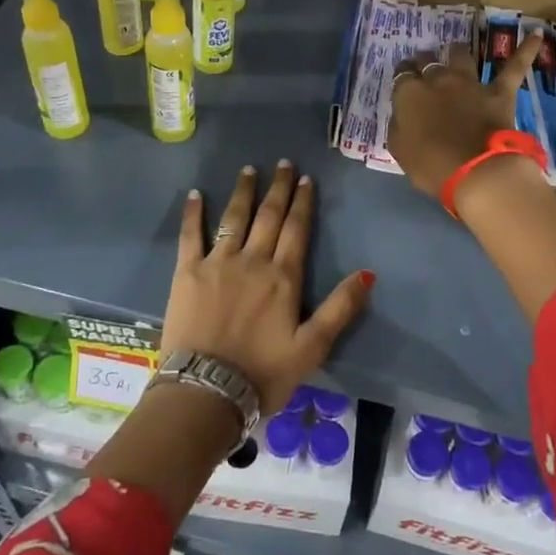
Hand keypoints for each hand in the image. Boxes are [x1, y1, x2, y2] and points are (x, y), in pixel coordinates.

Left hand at [163, 162, 372, 414]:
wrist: (207, 390)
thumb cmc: (264, 373)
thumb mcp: (312, 347)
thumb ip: (340, 308)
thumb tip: (368, 272)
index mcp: (283, 277)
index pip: (296, 230)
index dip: (302, 203)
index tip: (305, 179)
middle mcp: (252, 261)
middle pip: (268, 216)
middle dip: (278, 188)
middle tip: (283, 164)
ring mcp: (217, 263)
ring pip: (233, 218)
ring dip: (243, 192)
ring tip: (249, 170)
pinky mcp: (186, 273)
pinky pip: (190, 236)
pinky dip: (193, 214)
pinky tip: (195, 194)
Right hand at [387, 32, 542, 201]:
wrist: (475, 173)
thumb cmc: (431, 166)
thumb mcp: (400, 149)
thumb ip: (399, 126)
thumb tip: (403, 115)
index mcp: (410, 94)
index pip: (403, 75)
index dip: (404, 76)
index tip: (404, 79)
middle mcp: (438, 80)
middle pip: (428, 61)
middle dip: (424, 62)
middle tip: (424, 68)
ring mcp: (471, 83)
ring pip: (461, 56)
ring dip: (456, 52)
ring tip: (455, 51)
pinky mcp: (499, 92)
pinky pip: (514, 67)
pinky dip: (526, 50)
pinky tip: (537, 34)